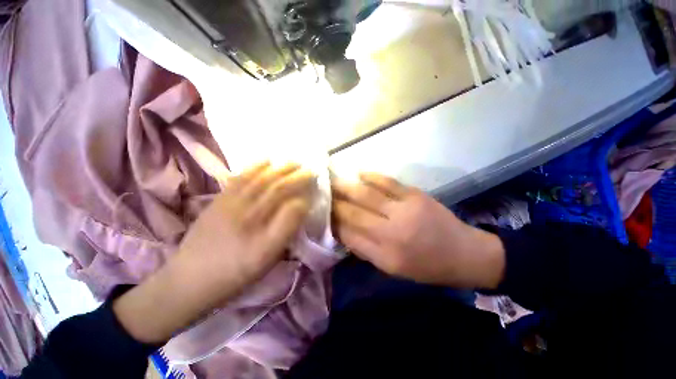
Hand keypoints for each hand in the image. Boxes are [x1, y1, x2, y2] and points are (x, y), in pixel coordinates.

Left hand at [114, 162, 314, 343]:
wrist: (189, 279)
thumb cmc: (234, 273)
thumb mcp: (266, 259)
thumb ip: (286, 231)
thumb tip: (301, 206)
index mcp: (262, 236)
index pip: (291, 207)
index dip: (305, 194)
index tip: (315, 187)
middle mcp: (247, 215)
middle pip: (276, 188)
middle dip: (296, 177)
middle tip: (310, 169)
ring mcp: (231, 204)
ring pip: (260, 180)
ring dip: (280, 168)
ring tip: (293, 162)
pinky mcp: (219, 200)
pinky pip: (240, 178)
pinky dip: (255, 166)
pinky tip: (266, 160)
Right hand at [332, 173, 504, 288]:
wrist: (464, 253)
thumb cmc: (426, 266)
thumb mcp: (393, 269)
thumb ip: (366, 250)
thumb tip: (344, 231)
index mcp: (386, 256)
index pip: (349, 235)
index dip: (333, 223)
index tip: (322, 214)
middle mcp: (392, 232)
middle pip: (354, 213)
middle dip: (334, 203)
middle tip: (322, 194)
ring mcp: (405, 210)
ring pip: (367, 195)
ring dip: (346, 187)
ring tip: (332, 181)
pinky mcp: (415, 195)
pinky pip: (387, 182)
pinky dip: (371, 176)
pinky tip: (358, 173)